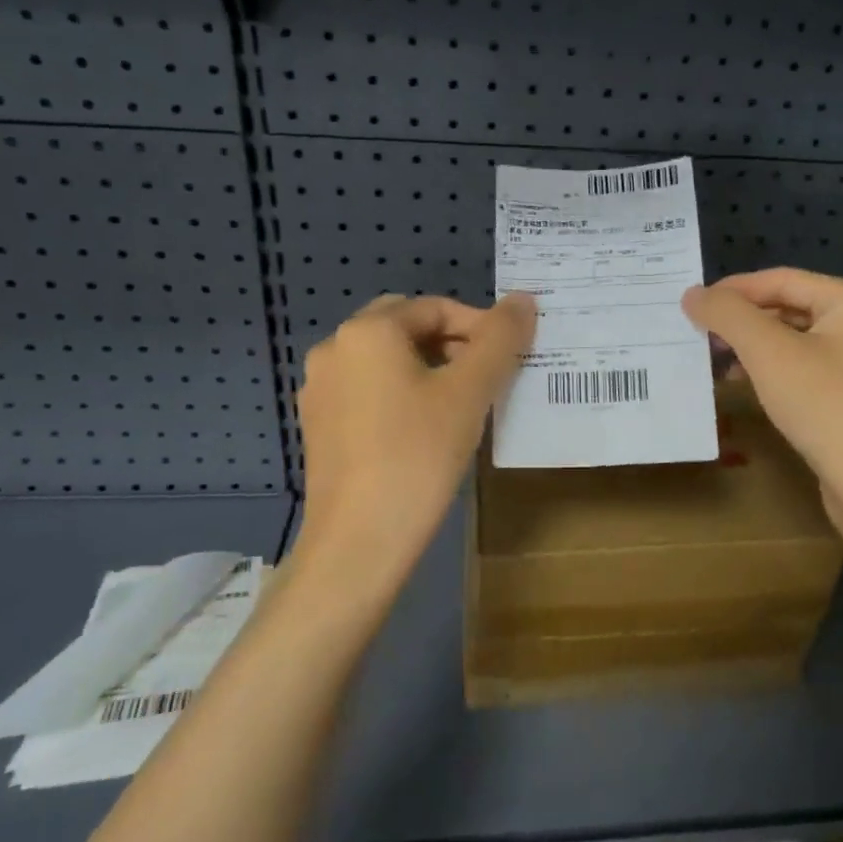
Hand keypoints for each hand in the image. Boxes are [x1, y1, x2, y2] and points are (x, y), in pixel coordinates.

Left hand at [292, 293, 535, 602]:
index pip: (436, 308)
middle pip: (406, 328)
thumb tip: (523, 300)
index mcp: (367, 331)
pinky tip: (425, 430)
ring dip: (429, 369)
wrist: (359, 541)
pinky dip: (402, 395)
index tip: (510, 358)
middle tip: (488, 377)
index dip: (480, 326)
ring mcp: (320, 390)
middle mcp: (335, 349)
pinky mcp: (319, 426)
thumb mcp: (470, 393)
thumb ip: (500, 340)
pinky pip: (369, 392)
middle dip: (452, 344)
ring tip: (463, 403)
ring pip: (387, 361)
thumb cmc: (418, 455)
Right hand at [682, 269, 842, 537]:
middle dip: (742, 321)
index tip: (691, 306)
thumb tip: (692, 293)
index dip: (732, 290)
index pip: (781, 280)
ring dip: (753, 348)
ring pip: (795, 341)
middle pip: (789, 308)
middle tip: (699, 335)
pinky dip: (773, 372)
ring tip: (716, 362)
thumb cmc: (828, 407)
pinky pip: (805, 370)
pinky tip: (747, 386)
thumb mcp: (770, 353)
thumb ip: (728, 315)